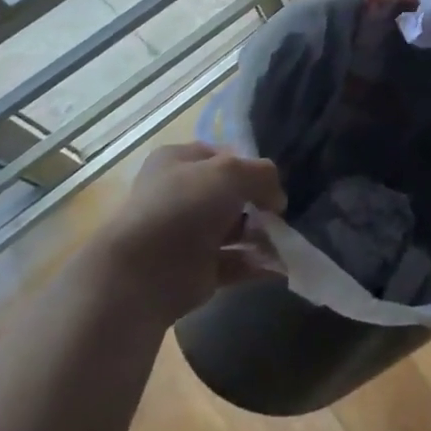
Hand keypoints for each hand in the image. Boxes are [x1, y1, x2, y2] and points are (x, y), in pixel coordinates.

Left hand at [98, 142, 285, 320]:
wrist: (143, 274)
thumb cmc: (184, 207)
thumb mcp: (231, 172)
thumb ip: (262, 175)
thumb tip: (277, 199)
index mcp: (178, 161)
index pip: (223, 155)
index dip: (250, 165)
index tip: (273, 181)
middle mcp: (181, 195)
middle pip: (232, 194)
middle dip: (260, 203)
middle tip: (282, 213)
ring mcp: (188, 234)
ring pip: (236, 228)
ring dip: (263, 234)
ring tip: (288, 239)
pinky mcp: (197, 270)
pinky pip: (236, 261)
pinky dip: (258, 263)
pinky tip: (282, 264)